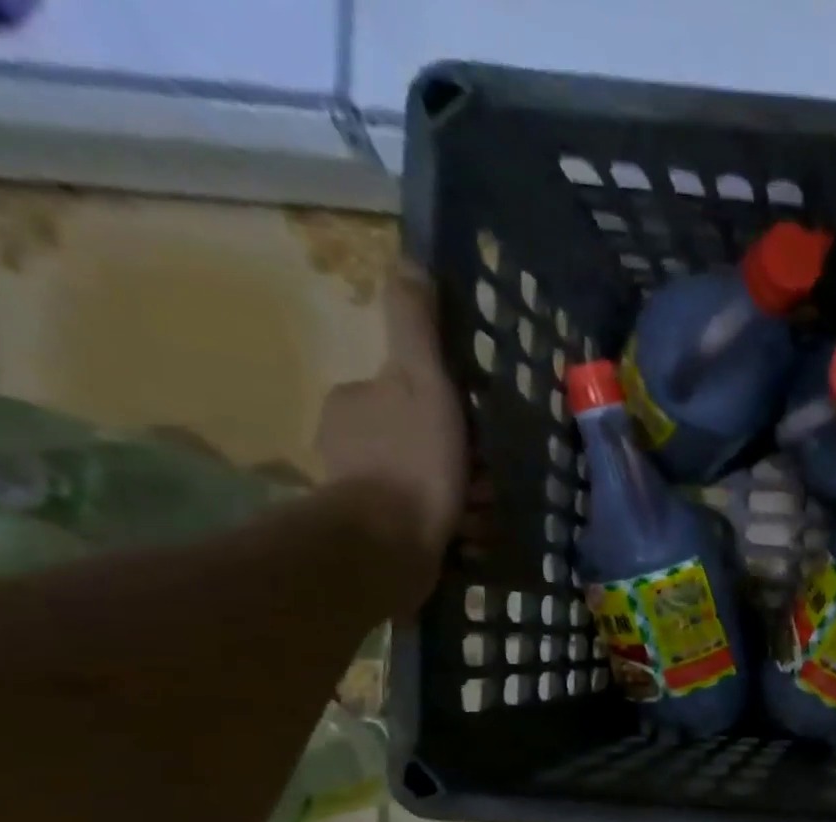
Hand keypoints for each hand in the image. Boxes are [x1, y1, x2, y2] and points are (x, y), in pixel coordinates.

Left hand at [316, 267, 467, 558]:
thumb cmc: (412, 460)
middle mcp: (349, 444)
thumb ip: (417, 328)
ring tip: (481, 515)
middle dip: (462, 463)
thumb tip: (410, 264)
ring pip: (429, 486)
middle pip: (424, 444)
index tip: (478, 437)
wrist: (390, 542)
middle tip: (486, 483)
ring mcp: (360, 492)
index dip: (452, 415)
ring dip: (462, 499)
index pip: (413, 397)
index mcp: (355, 404)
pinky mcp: (376, 534)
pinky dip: (452, 528)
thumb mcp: (422, 381)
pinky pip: (427, 523)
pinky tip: (469, 538)